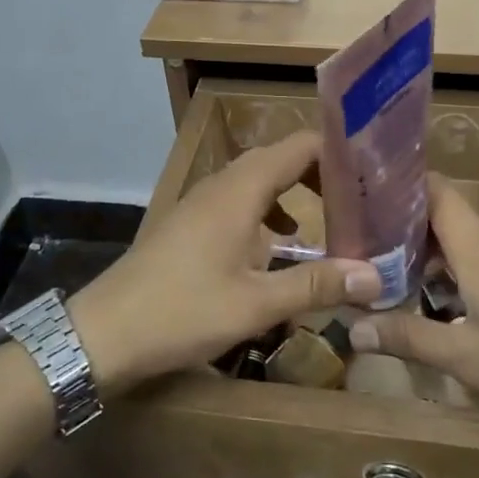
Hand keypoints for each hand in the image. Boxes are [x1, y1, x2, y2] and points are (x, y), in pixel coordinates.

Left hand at [70, 131, 380, 393]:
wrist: (104, 332)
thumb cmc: (183, 311)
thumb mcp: (256, 303)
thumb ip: (316, 285)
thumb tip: (374, 276)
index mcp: (241, 188)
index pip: (300, 146)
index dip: (338, 151)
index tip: (373, 170)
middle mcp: (223, 183)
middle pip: (281, 158)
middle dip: (322, 173)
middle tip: (362, 197)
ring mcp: (202, 201)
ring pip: (259, 180)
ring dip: (295, 192)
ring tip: (331, 217)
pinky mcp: (191, 222)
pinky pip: (240, 201)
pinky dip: (269, 212)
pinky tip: (280, 245)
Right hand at [350, 175, 478, 440]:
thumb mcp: (466, 359)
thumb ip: (408, 337)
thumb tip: (352, 328)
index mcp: (478, 245)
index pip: (436, 190)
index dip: (404, 187)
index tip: (372, 202)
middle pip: (451, 217)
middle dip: (415, 233)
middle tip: (381, 259)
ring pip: (476, 238)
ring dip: (446, 254)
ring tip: (416, 284)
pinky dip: (475, 267)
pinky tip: (469, 304)